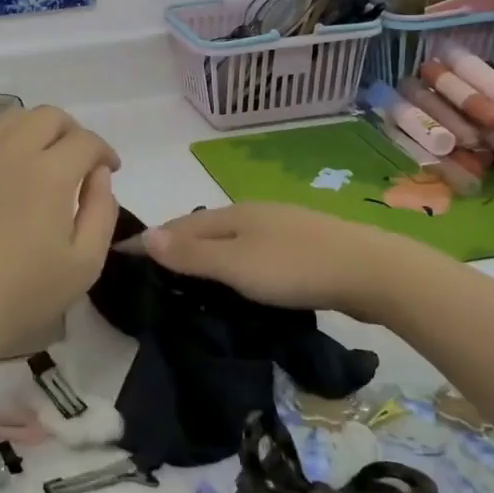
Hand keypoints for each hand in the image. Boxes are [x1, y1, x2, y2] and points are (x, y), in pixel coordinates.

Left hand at [0, 106, 120, 361]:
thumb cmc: (23, 293)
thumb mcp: (84, 263)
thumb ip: (101, 211)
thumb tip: (99, 174)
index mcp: (51, 173)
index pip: (86, 141)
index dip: (105, 152)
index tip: (110, 172)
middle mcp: (14, 152)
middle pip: (50, 117)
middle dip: (74, 133)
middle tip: (80, 163)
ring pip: (13, 117)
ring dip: (36, 127)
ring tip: (44, 156)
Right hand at [138, 203, 442, 325]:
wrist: (373, 271)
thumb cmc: (295, 267)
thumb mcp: (235, 265)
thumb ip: (190, 254)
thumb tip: (144, 235)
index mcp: (232, 214)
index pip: (178, 225)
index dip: (150, 240)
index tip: (121, 254)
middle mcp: (253, 213)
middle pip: (204, 228)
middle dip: (176, 243)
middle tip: (153, 271)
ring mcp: (281, 227)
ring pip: (231, 239)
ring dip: (207, 254)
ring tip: (191, 278)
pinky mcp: (304, 247)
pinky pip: (254, 251)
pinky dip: (235, 262)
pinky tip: (241, 279)